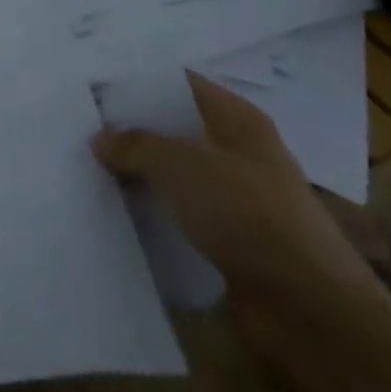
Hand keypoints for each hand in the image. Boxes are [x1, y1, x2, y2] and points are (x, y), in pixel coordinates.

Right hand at [92, 73, 383, 359]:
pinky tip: (118, 212)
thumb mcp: (181, 165)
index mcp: (238, 120)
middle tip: (78, 124)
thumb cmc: (248, 214)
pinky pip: (183, 215)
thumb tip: (100, 138)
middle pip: (176, 129)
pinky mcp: (233, 242)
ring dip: (141, 174)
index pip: (180, 83)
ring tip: (86, 166)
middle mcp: (240, 152)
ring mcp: (239, 199)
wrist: (311, 311)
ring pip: (177, 175)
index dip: (139, 80)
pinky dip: (155, 213)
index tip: (92, 81)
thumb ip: (135, 144)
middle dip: (133, 129)